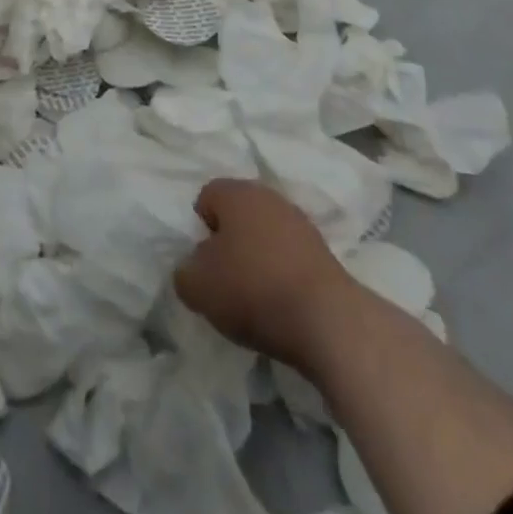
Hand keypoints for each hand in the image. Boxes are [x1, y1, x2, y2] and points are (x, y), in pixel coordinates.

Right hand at [174, 178, 352, 372]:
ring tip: (255, 297)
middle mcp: (269, 196)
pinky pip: (291, 257)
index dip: (200, 229)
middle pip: (238, 214)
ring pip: (266, 235)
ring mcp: (301, 223)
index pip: (207, 197)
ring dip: (258, 258)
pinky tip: (282, 304)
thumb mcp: (197, 287)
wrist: (328, 321)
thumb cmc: (253, 290)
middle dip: (230, 242)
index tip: (204, 263)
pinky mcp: (325, 253)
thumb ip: (184, 272)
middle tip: (225, 279)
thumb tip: (194, 269)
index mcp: (236, 192)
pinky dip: (283, 275)